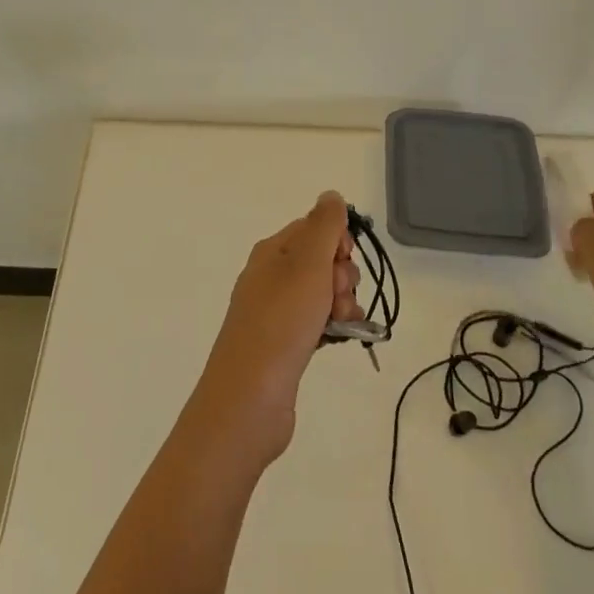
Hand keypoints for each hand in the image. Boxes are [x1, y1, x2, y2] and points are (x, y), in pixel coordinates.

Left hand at [193, 191, 363, 465]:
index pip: (314, 228)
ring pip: (323, 293)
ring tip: (338, 324)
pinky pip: (318, 321)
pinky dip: (333, 327)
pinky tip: (339, 339)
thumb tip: (330, 195)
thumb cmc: (281, 323)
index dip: (338, 242)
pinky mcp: (285, 343)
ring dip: (342, 304)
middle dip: (342, 276)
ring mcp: (276, 311)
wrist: (250, 398)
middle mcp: (271, 276)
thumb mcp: (307, 264)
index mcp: (272, 251)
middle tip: (335, 299)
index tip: (342, 262)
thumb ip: (323, 226)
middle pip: (322, 260)